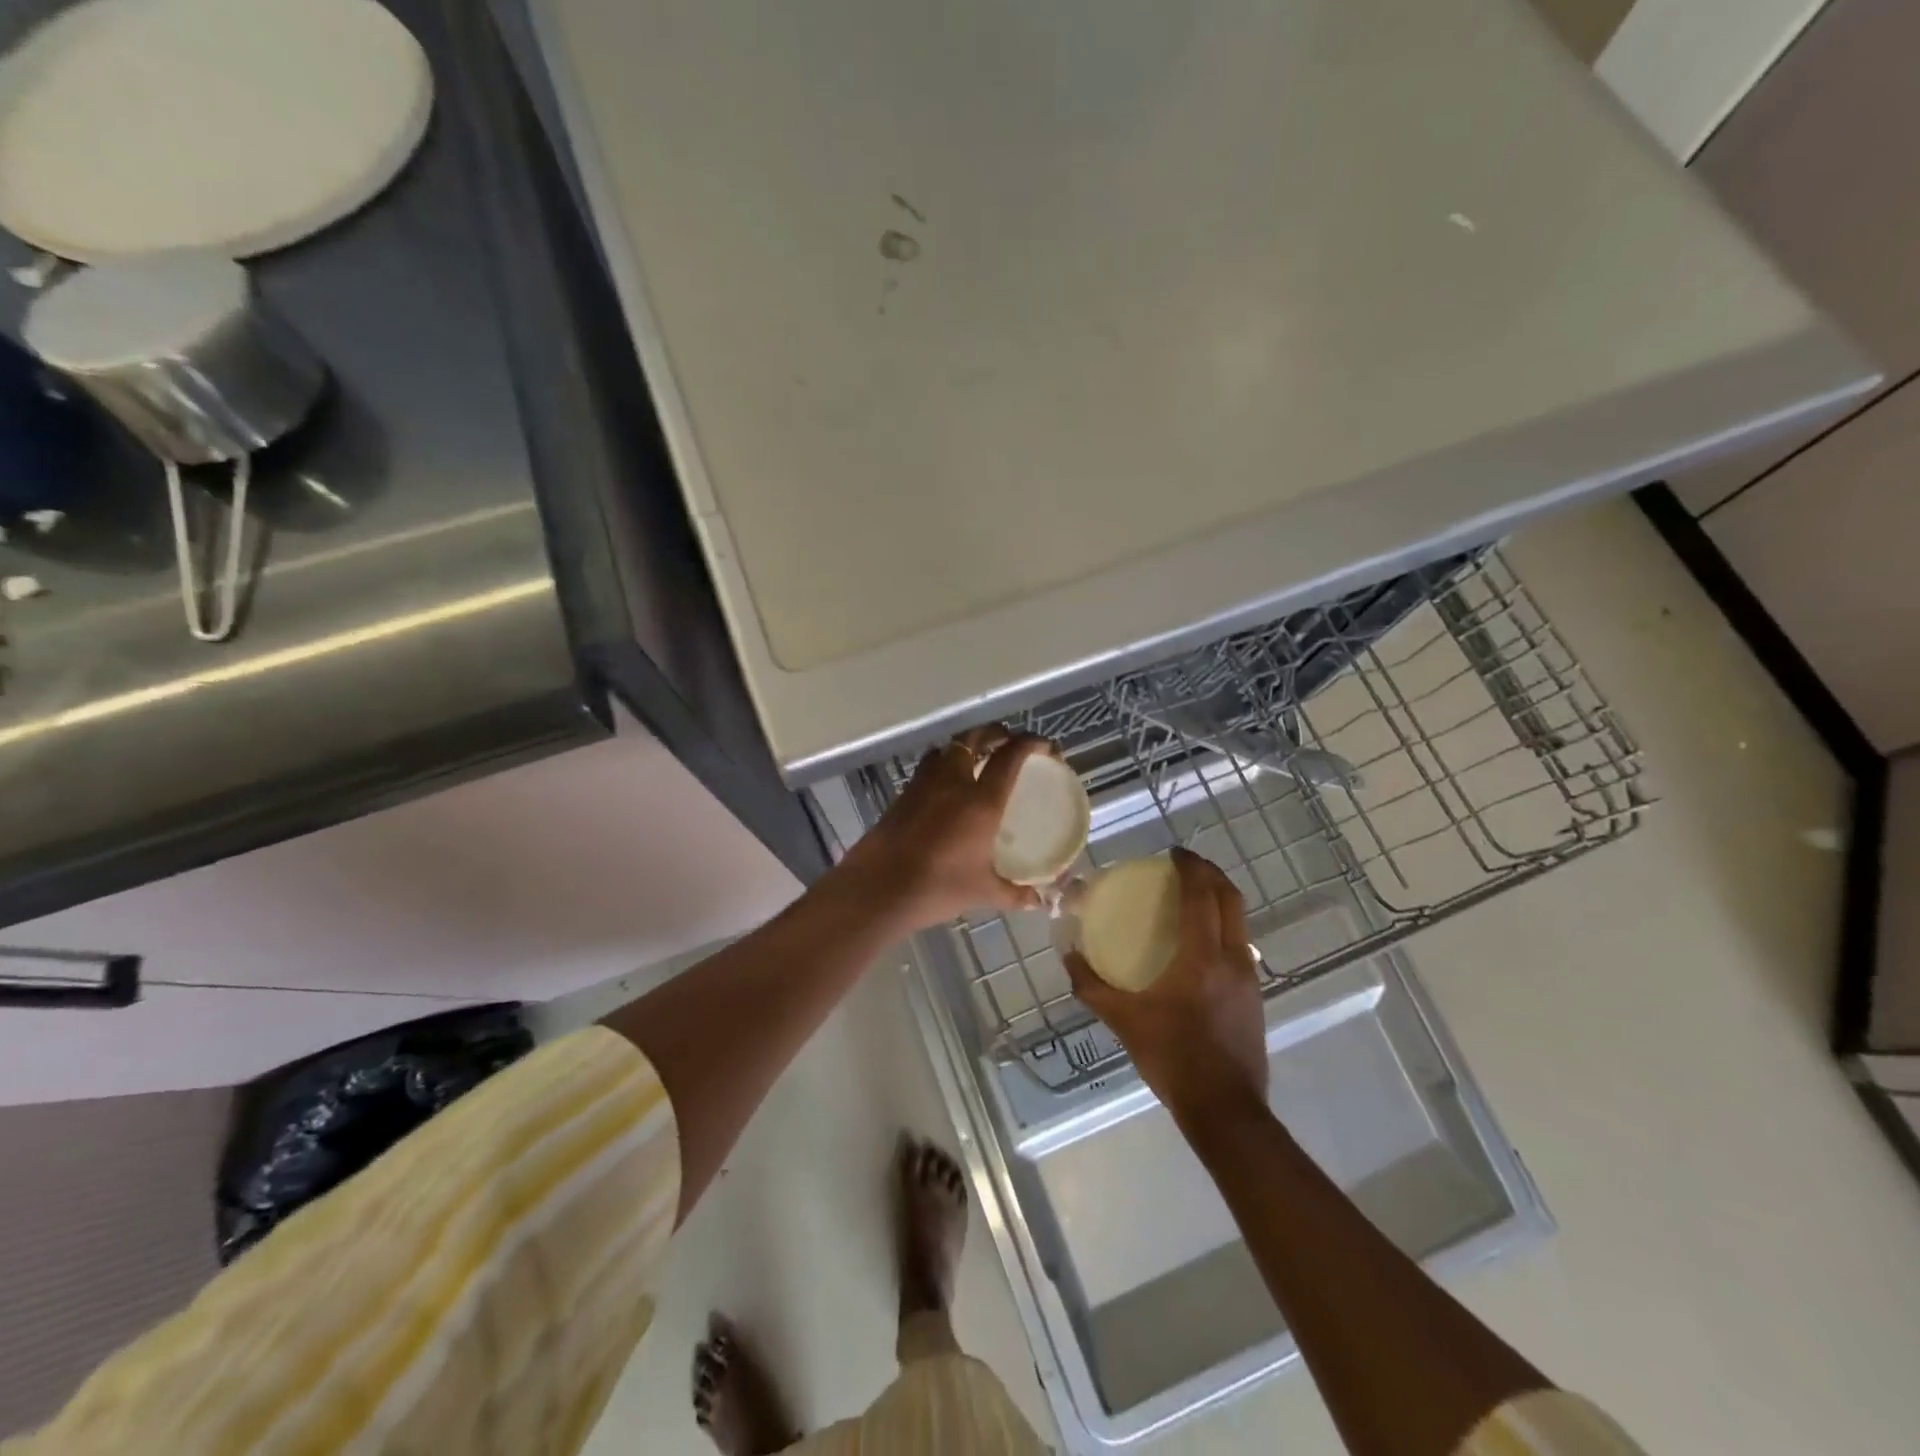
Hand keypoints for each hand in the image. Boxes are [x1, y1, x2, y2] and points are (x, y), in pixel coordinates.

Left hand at [838, 726, 1057, 929]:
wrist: (878, 888)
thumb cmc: (937, 887)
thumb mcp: (982, 892)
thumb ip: (1013, 893)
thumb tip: (1038, 900)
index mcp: (980, 801)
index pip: (1010, 756)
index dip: (1031, 743)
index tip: (1045, 746)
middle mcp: (953, 782)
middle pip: (975, 738)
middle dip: (997, 734)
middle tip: (1010, 744)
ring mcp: (924, 785)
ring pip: (947, 749)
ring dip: (965, 746)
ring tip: (976, 760)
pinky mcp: (903, 795)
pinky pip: (928, 768)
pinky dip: (943, 766)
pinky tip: (946, 789)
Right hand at [1066, 848, 1268, 1120]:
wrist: (1225, 1109)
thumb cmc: (1173, 1058)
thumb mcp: (1124, 1021)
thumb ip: (1092, 986)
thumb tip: (1068, 956)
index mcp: (1203, 957)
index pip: (1202, 895)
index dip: (1190, 868)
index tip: (1173, 853)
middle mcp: (1233, 958)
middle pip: (1231, 899)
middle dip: (1210, 873)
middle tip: (1185, 865)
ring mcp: (1250, 977)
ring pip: (1240, 921)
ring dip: (1220, 898)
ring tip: (1193, 896)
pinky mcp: (1255, 996)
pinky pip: (1240, 943)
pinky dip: (1223, 925)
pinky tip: (1201, 943)